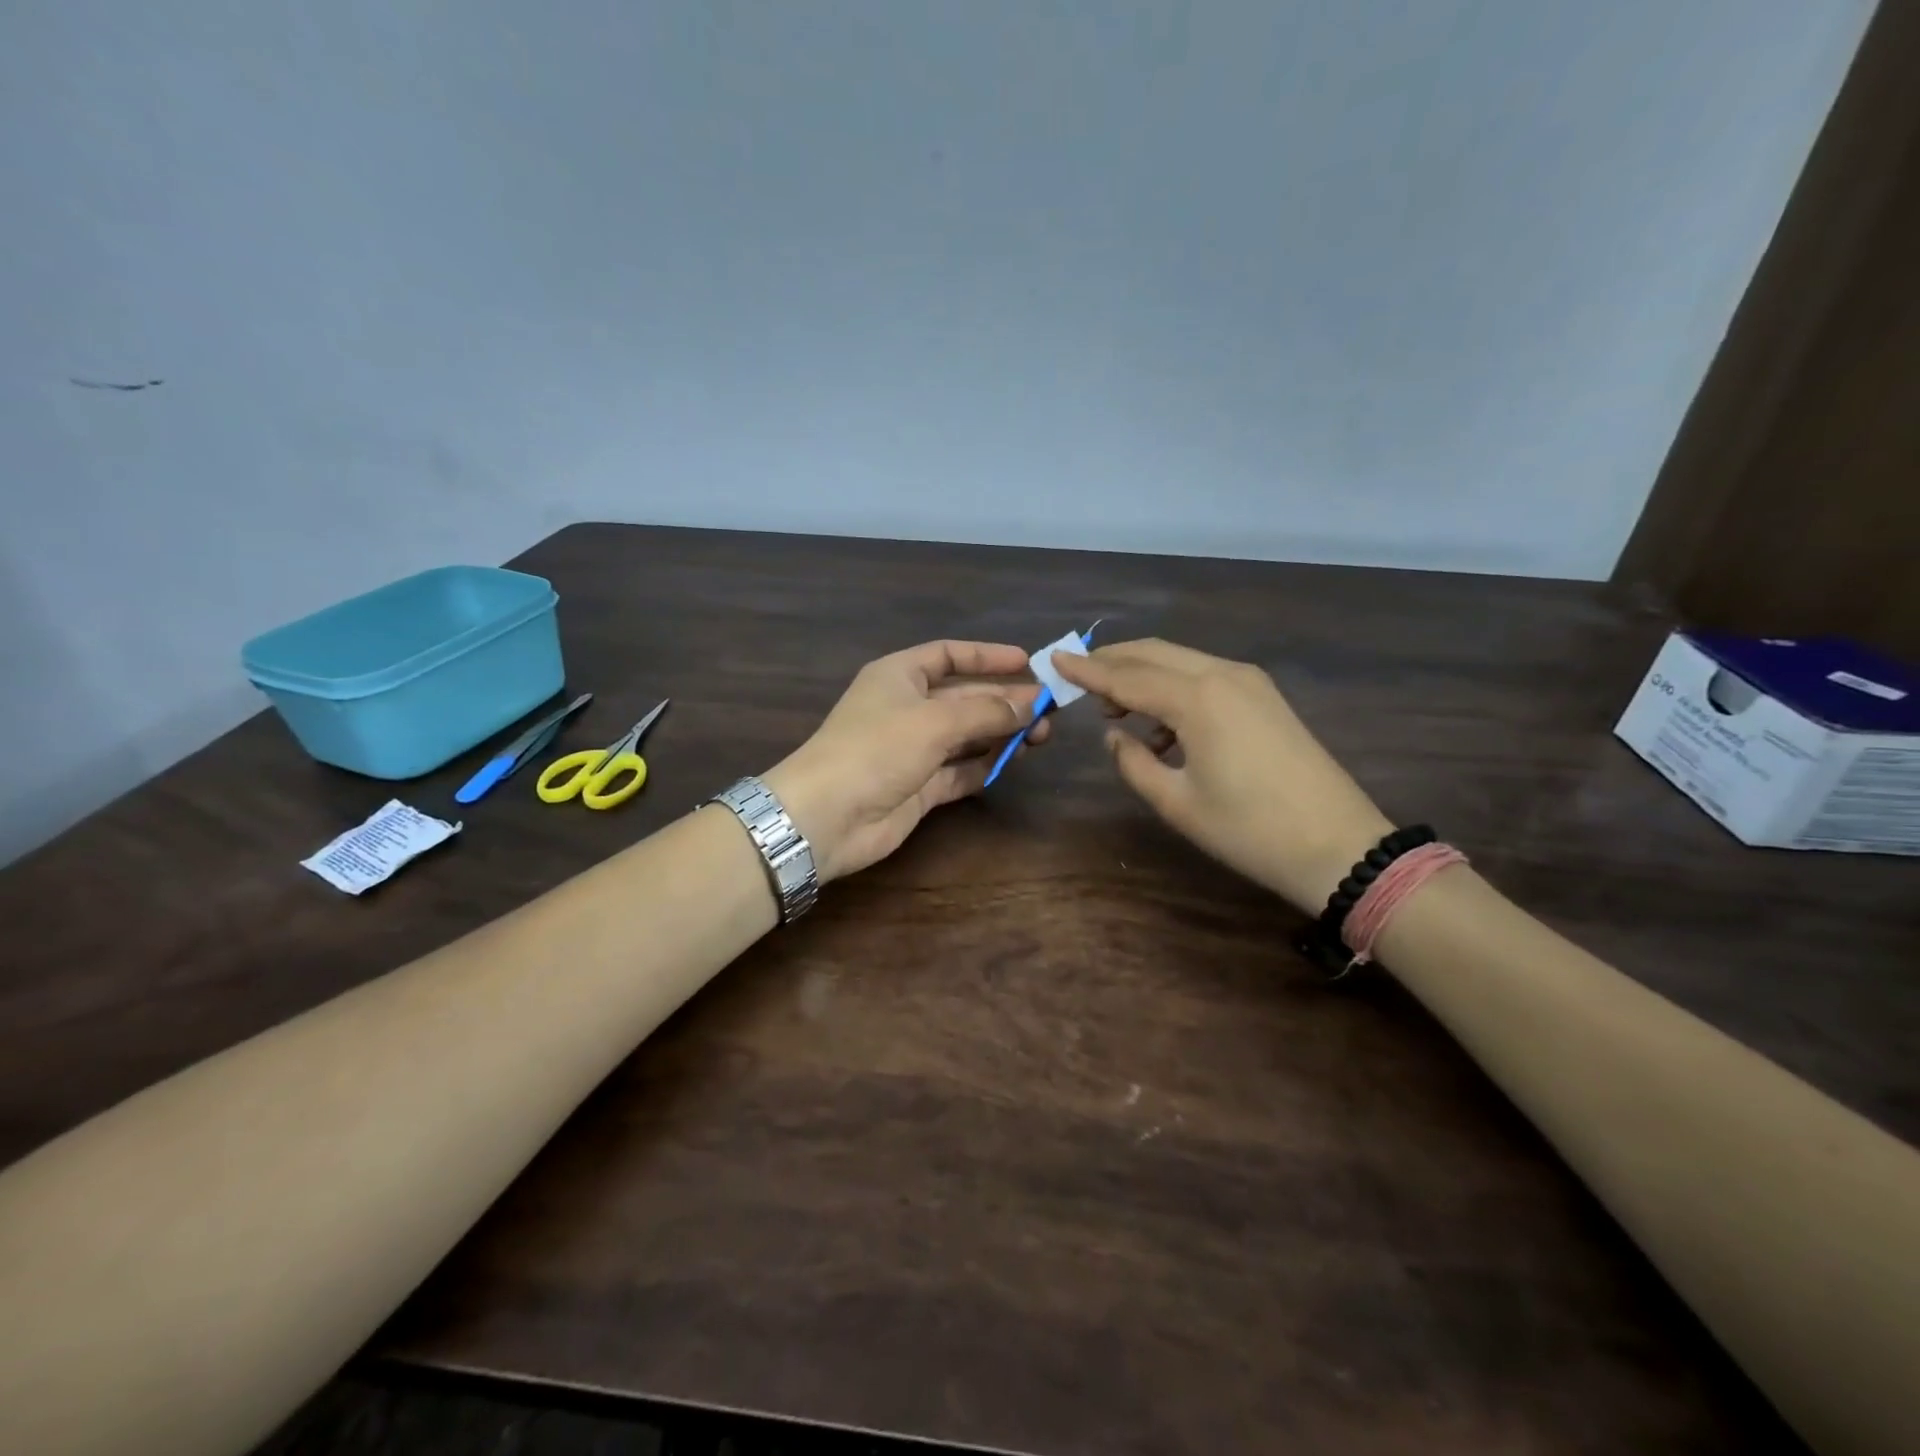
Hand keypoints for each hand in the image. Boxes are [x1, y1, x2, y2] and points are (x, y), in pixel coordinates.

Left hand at [761, 640, 1050, 881]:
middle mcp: (907, 708)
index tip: (1027, 662)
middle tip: (1048, 709)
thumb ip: (986, 711)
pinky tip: (1013, 762)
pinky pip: (959, 771)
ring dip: (1001, 734)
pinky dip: (984, 766)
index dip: (987, 656)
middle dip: (1004, 700)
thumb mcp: (935, 720)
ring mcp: (913, 749)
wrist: (827, 816)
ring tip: (1042, 736)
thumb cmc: (877, 748)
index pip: (948, 655)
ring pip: (966, 735)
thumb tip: (1029, 704)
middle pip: (964, 697)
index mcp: (899, 676)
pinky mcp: (919, 787)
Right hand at [1054, 639, 1390, 912]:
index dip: (1087, 669)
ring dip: (1143, 674)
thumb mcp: (1176, 803)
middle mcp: (1223, 675)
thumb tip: (1114, 736)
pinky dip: (1173, 688)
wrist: (1340, 847)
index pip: (1127, 675)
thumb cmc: (1249, 830)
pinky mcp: (1264, 698)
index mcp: (1198, 699)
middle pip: (1154, 653)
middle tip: (1079, 679)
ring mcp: (1250, 683)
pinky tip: (1162, 727)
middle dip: (1113, 660)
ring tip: (1116, 709)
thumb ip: (1133, 763)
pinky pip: (1205, 677)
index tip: (1053, 658)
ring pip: (1181, 661)